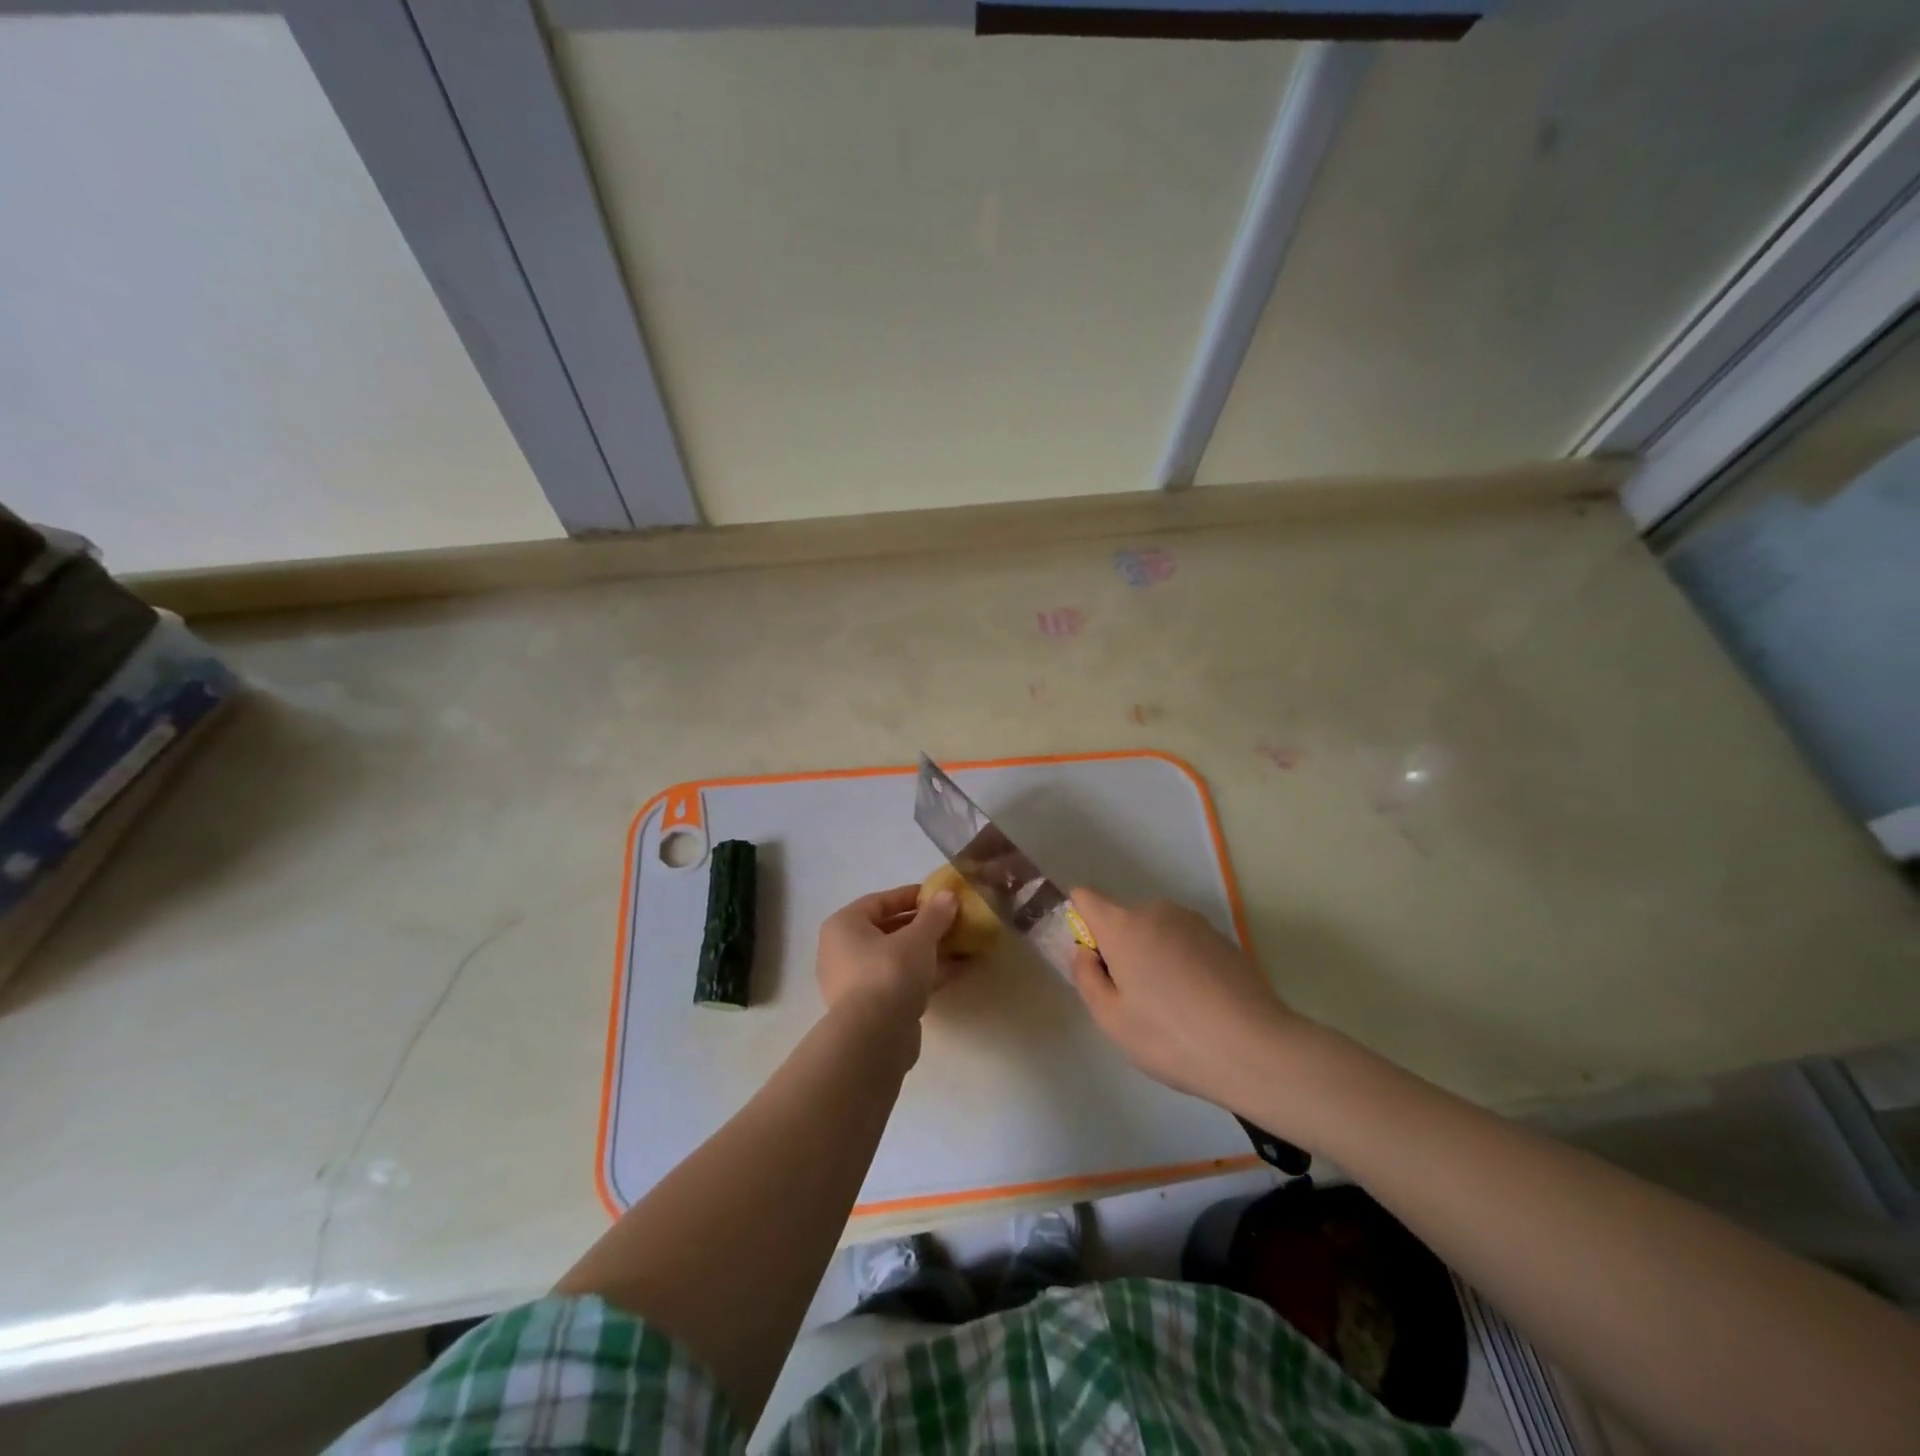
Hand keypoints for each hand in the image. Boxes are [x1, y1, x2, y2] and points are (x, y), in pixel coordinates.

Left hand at [815, 885, 960, 1022]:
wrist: (874, 1039)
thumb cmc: (889, 973)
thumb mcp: (918, 938)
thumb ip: (934, 915)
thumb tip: (948, 895)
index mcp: (844, 926)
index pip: (880, 901)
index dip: (911, 896)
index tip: (940, 896)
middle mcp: (842, 951)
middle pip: (888, 930)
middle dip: (923, 926)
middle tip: (952, 921)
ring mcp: (855, 983)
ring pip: (897, 959)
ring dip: (928, 951)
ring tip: (961, 944)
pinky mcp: (871, 1009)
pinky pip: (901, 982)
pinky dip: (925, 975)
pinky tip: (958, 970)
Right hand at [1068, 887, 1307, 1107]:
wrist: (1256, 1050)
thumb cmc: (1171, 1037)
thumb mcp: (1111, 1020)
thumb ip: (1086, 978)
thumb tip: (1084, 952)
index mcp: (1124, 925)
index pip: (1085, 897)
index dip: (1079, 922)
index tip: (1091, 961)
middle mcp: (1157, 911)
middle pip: (1122, 919)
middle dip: (1119, 949)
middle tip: (1132, 999)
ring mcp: (1194, 922)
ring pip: (1155, 931)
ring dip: (1151, 956)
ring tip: (1171, 1007)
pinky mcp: (1223, 938)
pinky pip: (1184, 943)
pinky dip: (1182, 964)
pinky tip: (1199, 1004)